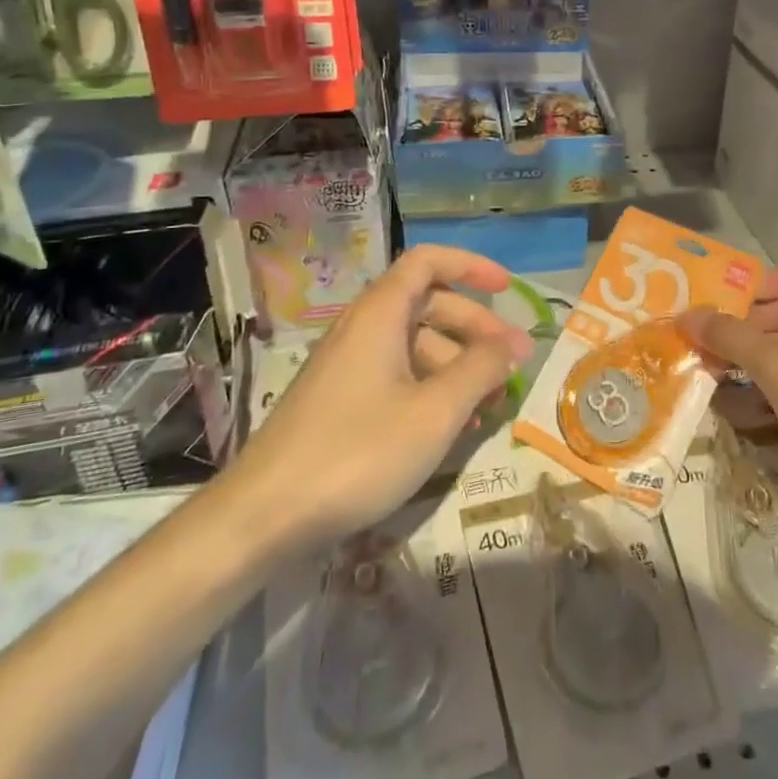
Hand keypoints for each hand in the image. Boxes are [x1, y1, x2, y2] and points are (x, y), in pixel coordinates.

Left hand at [231, 246, 532, 552]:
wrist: (263, 516)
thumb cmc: (357, 452)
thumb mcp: (434, 412)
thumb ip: (480, 370)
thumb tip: (514, 343)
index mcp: (380, 314)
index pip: (428, 262)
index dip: (470, 266)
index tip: (507, 290)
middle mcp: (363, 328)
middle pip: (428, 305)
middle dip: (476, 328)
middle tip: (513, 364)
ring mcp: (349, 366)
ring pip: (415, 345)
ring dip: (458, 365)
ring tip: (490, 406)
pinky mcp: (341, 400)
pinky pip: (396, 376)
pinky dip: (431, 389)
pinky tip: (452, 427)